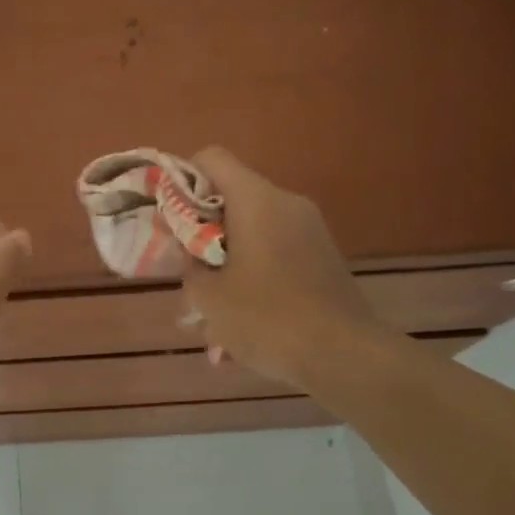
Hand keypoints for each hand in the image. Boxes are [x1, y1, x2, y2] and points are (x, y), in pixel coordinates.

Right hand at [180, 147, 390, 391]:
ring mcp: (310, 230)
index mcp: (256, 200)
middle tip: (187, 269)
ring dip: (227, 260)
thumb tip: (190, 251)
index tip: (170, 216)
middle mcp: (286, 204)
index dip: (182, 179)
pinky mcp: (323, 257)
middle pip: (231, 197)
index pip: (211, 158)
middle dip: (203, 230)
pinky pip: (275, 253)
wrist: (345, 356)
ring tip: (211, 311)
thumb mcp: (208, 296)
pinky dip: (253, 275)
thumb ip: (189, 263)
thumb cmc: (267, 318)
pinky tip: (241, 322)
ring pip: (253, 231)